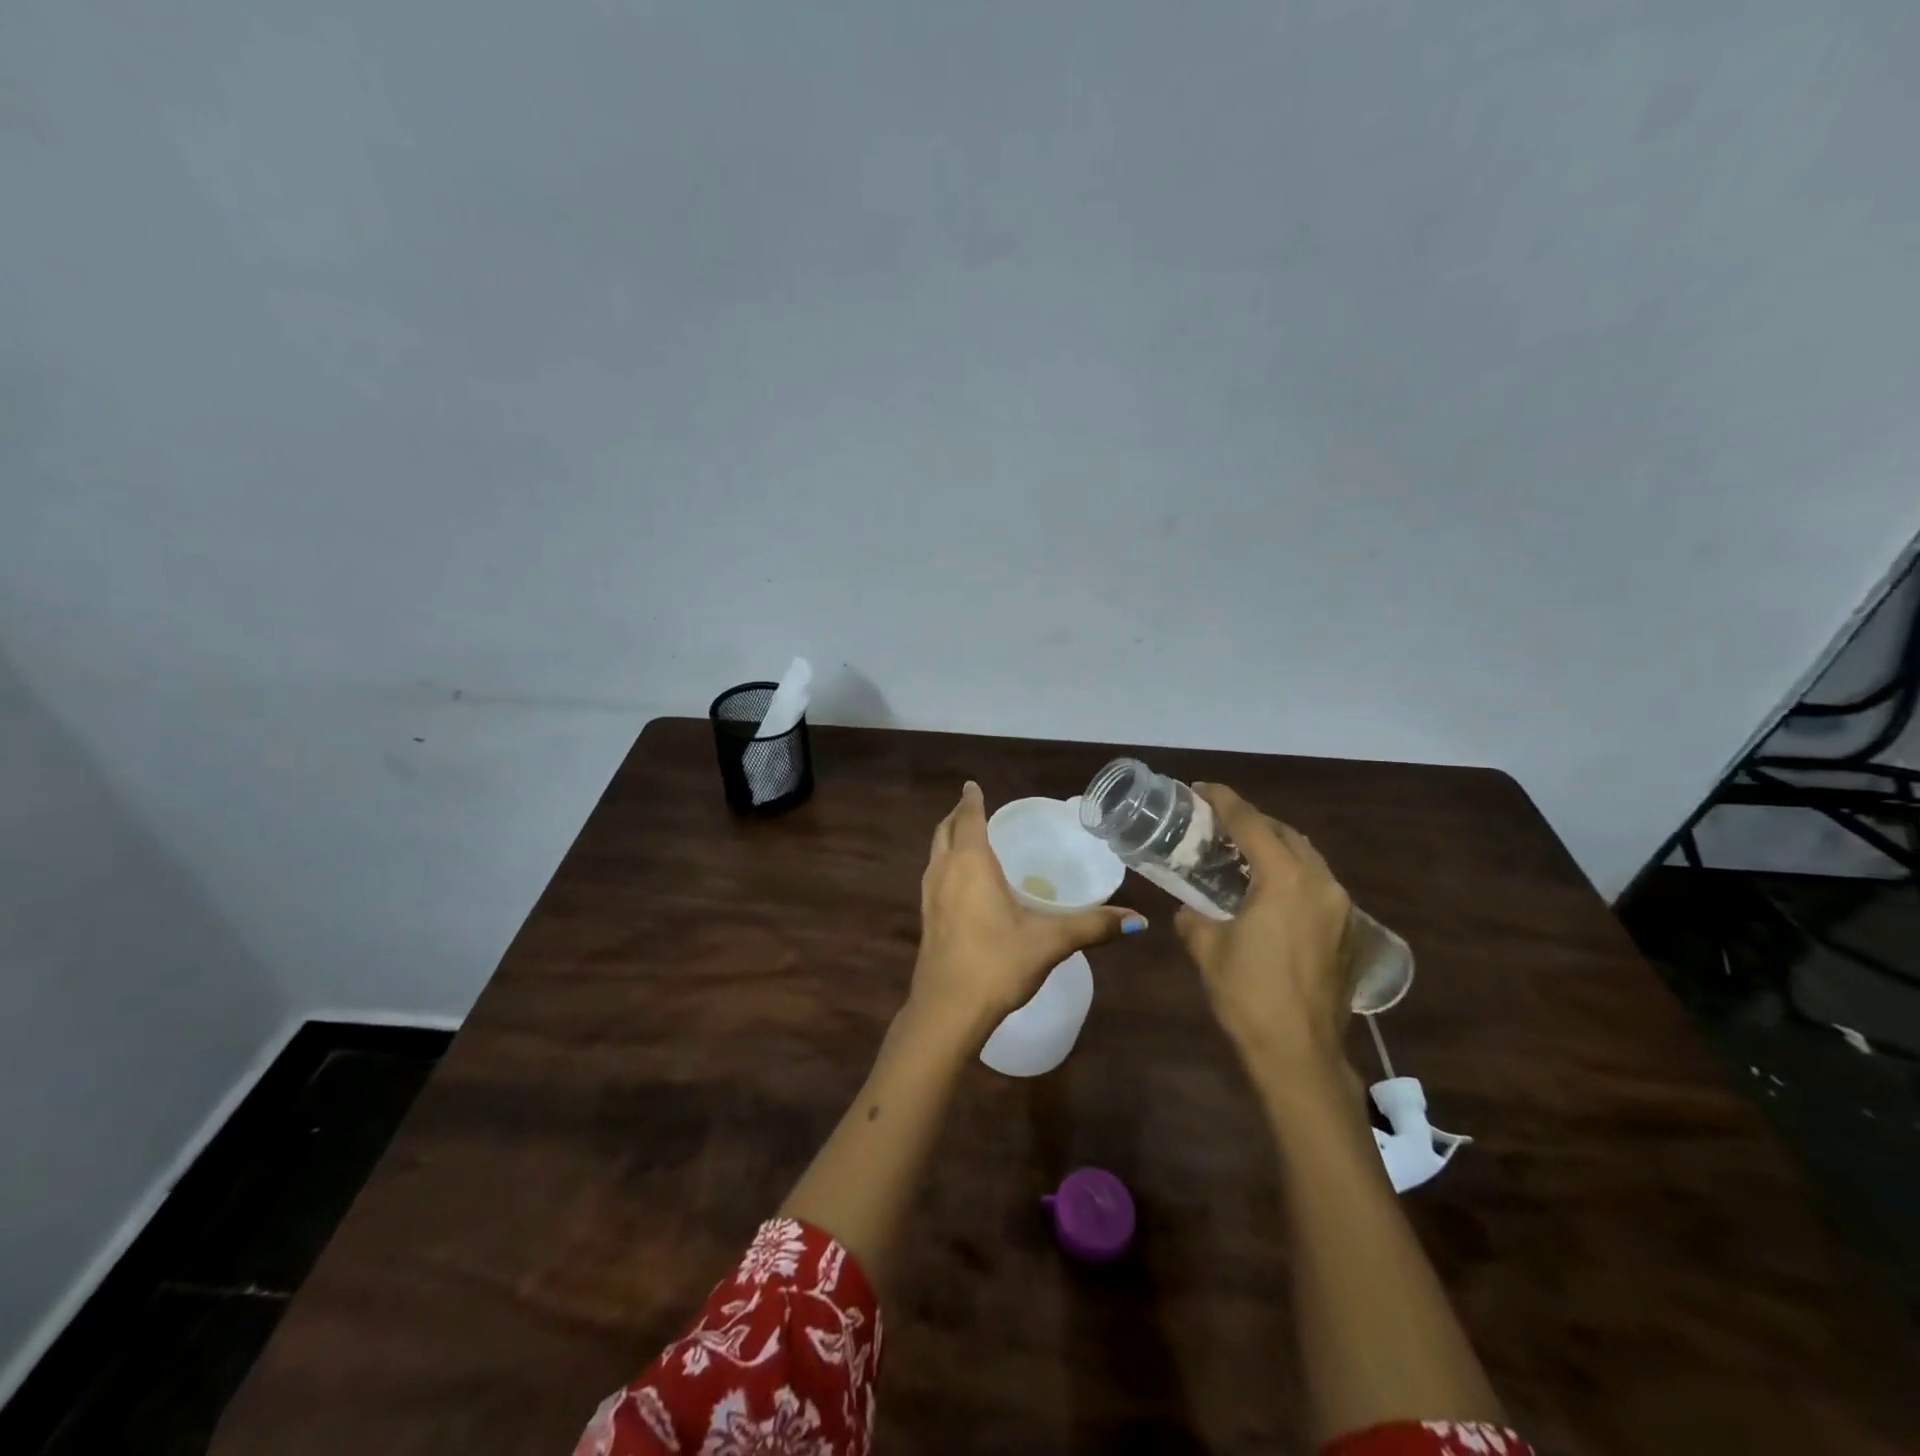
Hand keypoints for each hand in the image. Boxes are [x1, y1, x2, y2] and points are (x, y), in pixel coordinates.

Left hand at [911, 782, 1146, 1039]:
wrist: (947, 1010)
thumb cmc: (997, 963)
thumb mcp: (1050, 942)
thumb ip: (1093, 926)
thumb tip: (1139, 919)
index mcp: (971, 863)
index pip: (969, 819)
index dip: (972, 800)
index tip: (972, 785)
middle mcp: (944, 871)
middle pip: (945, 831)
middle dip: (958, 816)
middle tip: (975, 808)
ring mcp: (929, 895)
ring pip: (935, 853)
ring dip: (948, 839)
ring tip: (968, 838)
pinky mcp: (926, 918)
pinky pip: (934, 875)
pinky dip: (946, 863)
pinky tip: (963, 883)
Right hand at [1173, 783, 1354, 1085]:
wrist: (1300, 1056)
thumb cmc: (1247, 995)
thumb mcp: (1206, 948)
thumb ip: (1193, 916)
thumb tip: (1188, 909)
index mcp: (1286, 879)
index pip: (1251, 823)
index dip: (1223, 801)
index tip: (1200, 789)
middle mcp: (1321, 883)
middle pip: (1285, 834)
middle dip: (1252, 821)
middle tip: (1218, 823)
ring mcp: (1341, 909)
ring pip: (1307, 858)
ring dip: (1275, 847)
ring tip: (1242, 853)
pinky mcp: (1349, 933)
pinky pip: (1318, 885)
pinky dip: (1292, 875)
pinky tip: (1269, 893)